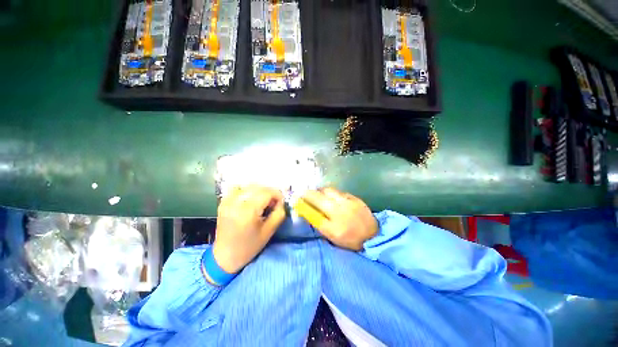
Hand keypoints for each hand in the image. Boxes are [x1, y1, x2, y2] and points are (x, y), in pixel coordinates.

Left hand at [213, 185, 285, 273]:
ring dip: (260, 191)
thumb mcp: (269, 231)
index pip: (267, 192)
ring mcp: (228, 201)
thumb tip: (281, 202)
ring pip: (249, 186)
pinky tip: (251, 200)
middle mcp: (236, 202)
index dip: (277, 195)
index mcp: (248, 211)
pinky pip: (239, 189)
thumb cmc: (249, 246)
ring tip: (263, 202)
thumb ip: (279, 214)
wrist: (224, 256)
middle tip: (273, 203)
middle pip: (259, 187)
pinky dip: (248, 191)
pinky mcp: (224, 202)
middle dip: (270, 192)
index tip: (281, 203)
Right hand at [299, 188, 377, 250]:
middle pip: (321, 194)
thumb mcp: (331, 235)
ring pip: (330, 191)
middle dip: (311, 192)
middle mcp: (340, 209)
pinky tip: (332, 197)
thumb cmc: (349, 239)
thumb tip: (307, 210)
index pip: (315, 208)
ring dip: (322, 191)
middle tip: (306, 193)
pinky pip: (339, 192)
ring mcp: (348, 201)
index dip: (304, 200)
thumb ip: (318, 222)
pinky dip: (332, 193)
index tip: (297, 196)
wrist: (373, 236)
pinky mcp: (355, 198)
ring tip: (319, 195)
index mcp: (333, 221)